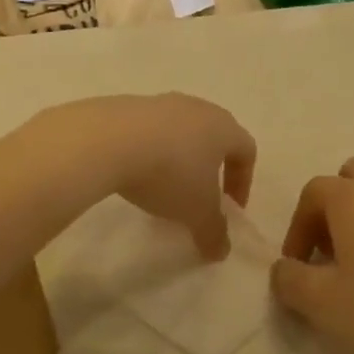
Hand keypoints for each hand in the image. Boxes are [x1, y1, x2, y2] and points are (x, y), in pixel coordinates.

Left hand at [46, 94, 255, 260]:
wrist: (107, 141)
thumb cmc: (169, 174)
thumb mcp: (196, 212)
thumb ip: (214, 232)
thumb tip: (221, 250)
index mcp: (223, 127)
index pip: (246, 150)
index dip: (242, 182)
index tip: (230, 209)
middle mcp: (196, 108)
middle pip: (213, 136)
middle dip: (210, 169)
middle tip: (198, 197)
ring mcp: (160, 103)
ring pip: (179, 132)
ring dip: (177, 159)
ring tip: (162, 188)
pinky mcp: (127, 105)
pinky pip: (148, 130)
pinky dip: (148, 151)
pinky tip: (133, 174)